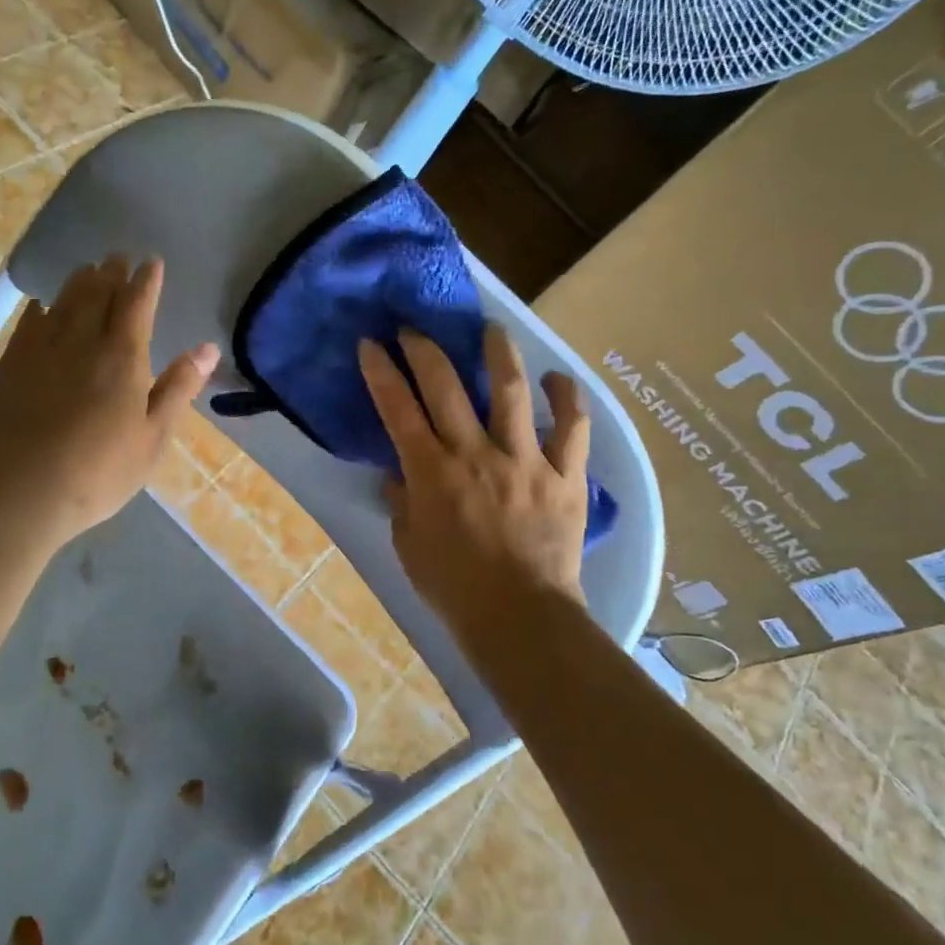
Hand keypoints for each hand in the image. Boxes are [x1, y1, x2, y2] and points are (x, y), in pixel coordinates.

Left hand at [0, 257, 218, 548]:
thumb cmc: (98, 472)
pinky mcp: (10, 368)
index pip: (136, 304)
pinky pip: (28, 325)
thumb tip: (208, 348)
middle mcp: (80, 342)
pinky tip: (42, 307)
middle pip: (97, 295)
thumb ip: (178, 388)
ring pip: (62, 304)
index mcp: (122, 358)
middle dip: (111, 273)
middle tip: (118, 257)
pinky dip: (41, 309)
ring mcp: (40, 352)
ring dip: (78, 283)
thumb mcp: (153, 437)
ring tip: (87, 270)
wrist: (17, 492)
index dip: (146, 281)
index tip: (152, 262)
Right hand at [359, 325, 588, 649]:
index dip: (381, 372)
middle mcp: (475, 453)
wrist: (520, 616)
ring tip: (491, 328)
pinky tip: (558, 379)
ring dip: (499, 352)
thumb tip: (398, 474)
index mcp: (432, 472)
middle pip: (446, 386)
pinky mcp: (565, 474)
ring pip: (512, 391)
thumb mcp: (409, 546)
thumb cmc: (455, 587)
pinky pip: (573, 427)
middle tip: (414, 329)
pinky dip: (568, 399)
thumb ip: (402, 503)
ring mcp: (525, 459)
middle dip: (425, 350)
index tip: (371, 344)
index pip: (398, 409)